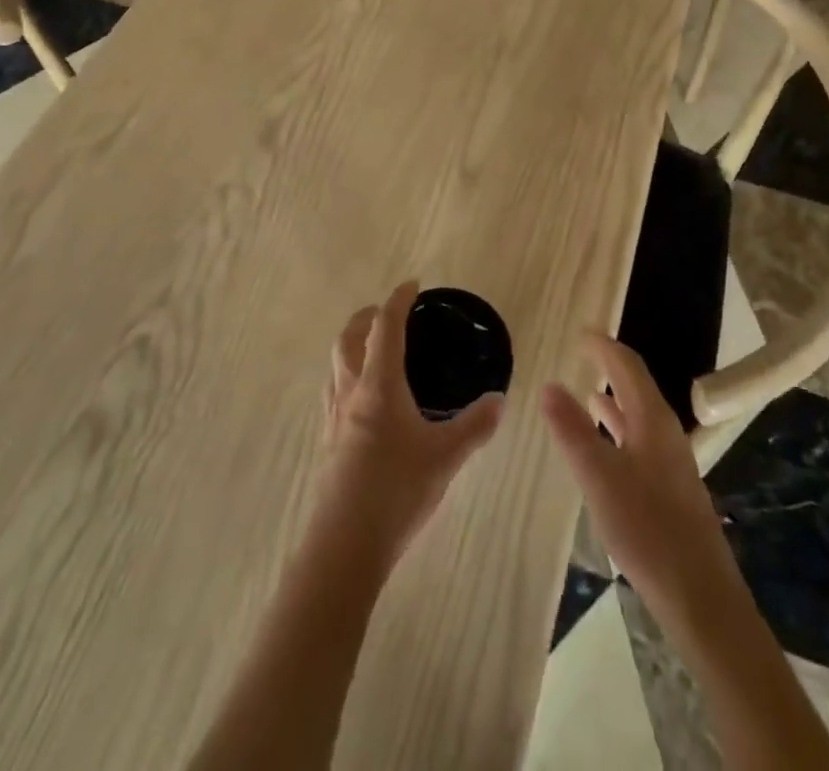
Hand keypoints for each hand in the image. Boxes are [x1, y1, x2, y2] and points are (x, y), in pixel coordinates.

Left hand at [320, 282, 504, 564]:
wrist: (345, 544)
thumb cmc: (397, 490)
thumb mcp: (445, 457)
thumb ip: (475, 426)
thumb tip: (500, 399)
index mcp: (379, 385)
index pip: (385, 327)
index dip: (397, 300)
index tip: (412, 285)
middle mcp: (351, 391)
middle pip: (349, 336)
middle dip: (368, 316)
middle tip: (389, 313)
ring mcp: (334, 416)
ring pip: (336, 362)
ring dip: (353, 343)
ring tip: (374, 348)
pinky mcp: (329, 439)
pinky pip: (334, 389)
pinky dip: (348, 374)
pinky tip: (364, 398)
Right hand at [542, 330, 736, 623]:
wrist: (699, 596)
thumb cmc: (647, 528)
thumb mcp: (599, 476)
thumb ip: (572, 429)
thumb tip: (548, 384)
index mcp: (652, 419)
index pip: (627, 366)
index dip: (603, 345)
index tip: (580, 331)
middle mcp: (665, 432)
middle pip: (636, 386)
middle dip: (609, 366)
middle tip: (581, 354)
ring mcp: (670, 461)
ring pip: (638, 415)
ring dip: (613, 399)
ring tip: (587, 391)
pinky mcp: (670, 488)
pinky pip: (639, 440)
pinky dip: (618, 430)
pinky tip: (605, 446)